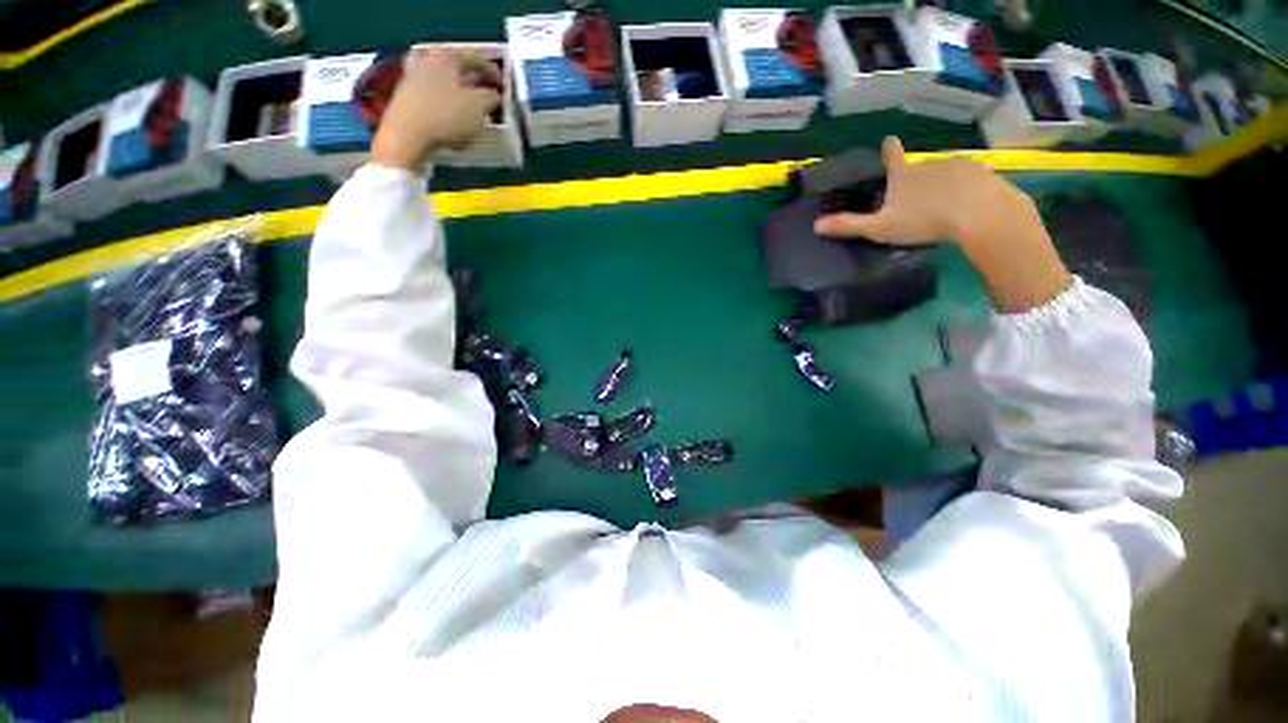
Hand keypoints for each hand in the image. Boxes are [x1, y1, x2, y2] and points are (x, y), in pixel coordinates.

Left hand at [370, 47, 502, 171]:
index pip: (474, 57)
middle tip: (486, 97)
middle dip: (474, 83)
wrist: (406, 136)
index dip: (492, 71)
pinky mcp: (405, 99)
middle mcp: (426, 60)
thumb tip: (494, 95)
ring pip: (444, 84)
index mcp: (445, 56)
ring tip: (472, 112)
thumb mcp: (479, 106)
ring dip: (460, 96)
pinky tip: (454, 121)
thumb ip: (492, 97)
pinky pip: (433, 98)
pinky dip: (446, 106)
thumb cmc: (446, 115)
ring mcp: (412, 78)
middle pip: (456, 69)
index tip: (503, 87)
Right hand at [815, 136, 1070, 312]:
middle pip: (918, 169)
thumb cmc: (924, 220)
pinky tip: (966, 205)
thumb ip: (849, 225)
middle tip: (915, 203)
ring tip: (942, 207)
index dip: (889, 149)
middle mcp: (928, 164)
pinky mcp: (982, 173)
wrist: (979, 215)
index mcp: (903, 175)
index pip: (892, 156)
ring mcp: (957, 165)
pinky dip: (965, 189)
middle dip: (916, 181)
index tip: (890, 140)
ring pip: (944, 175)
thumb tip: (815, 226)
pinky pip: (969, 180)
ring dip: (941, 186)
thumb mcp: (880, 227)